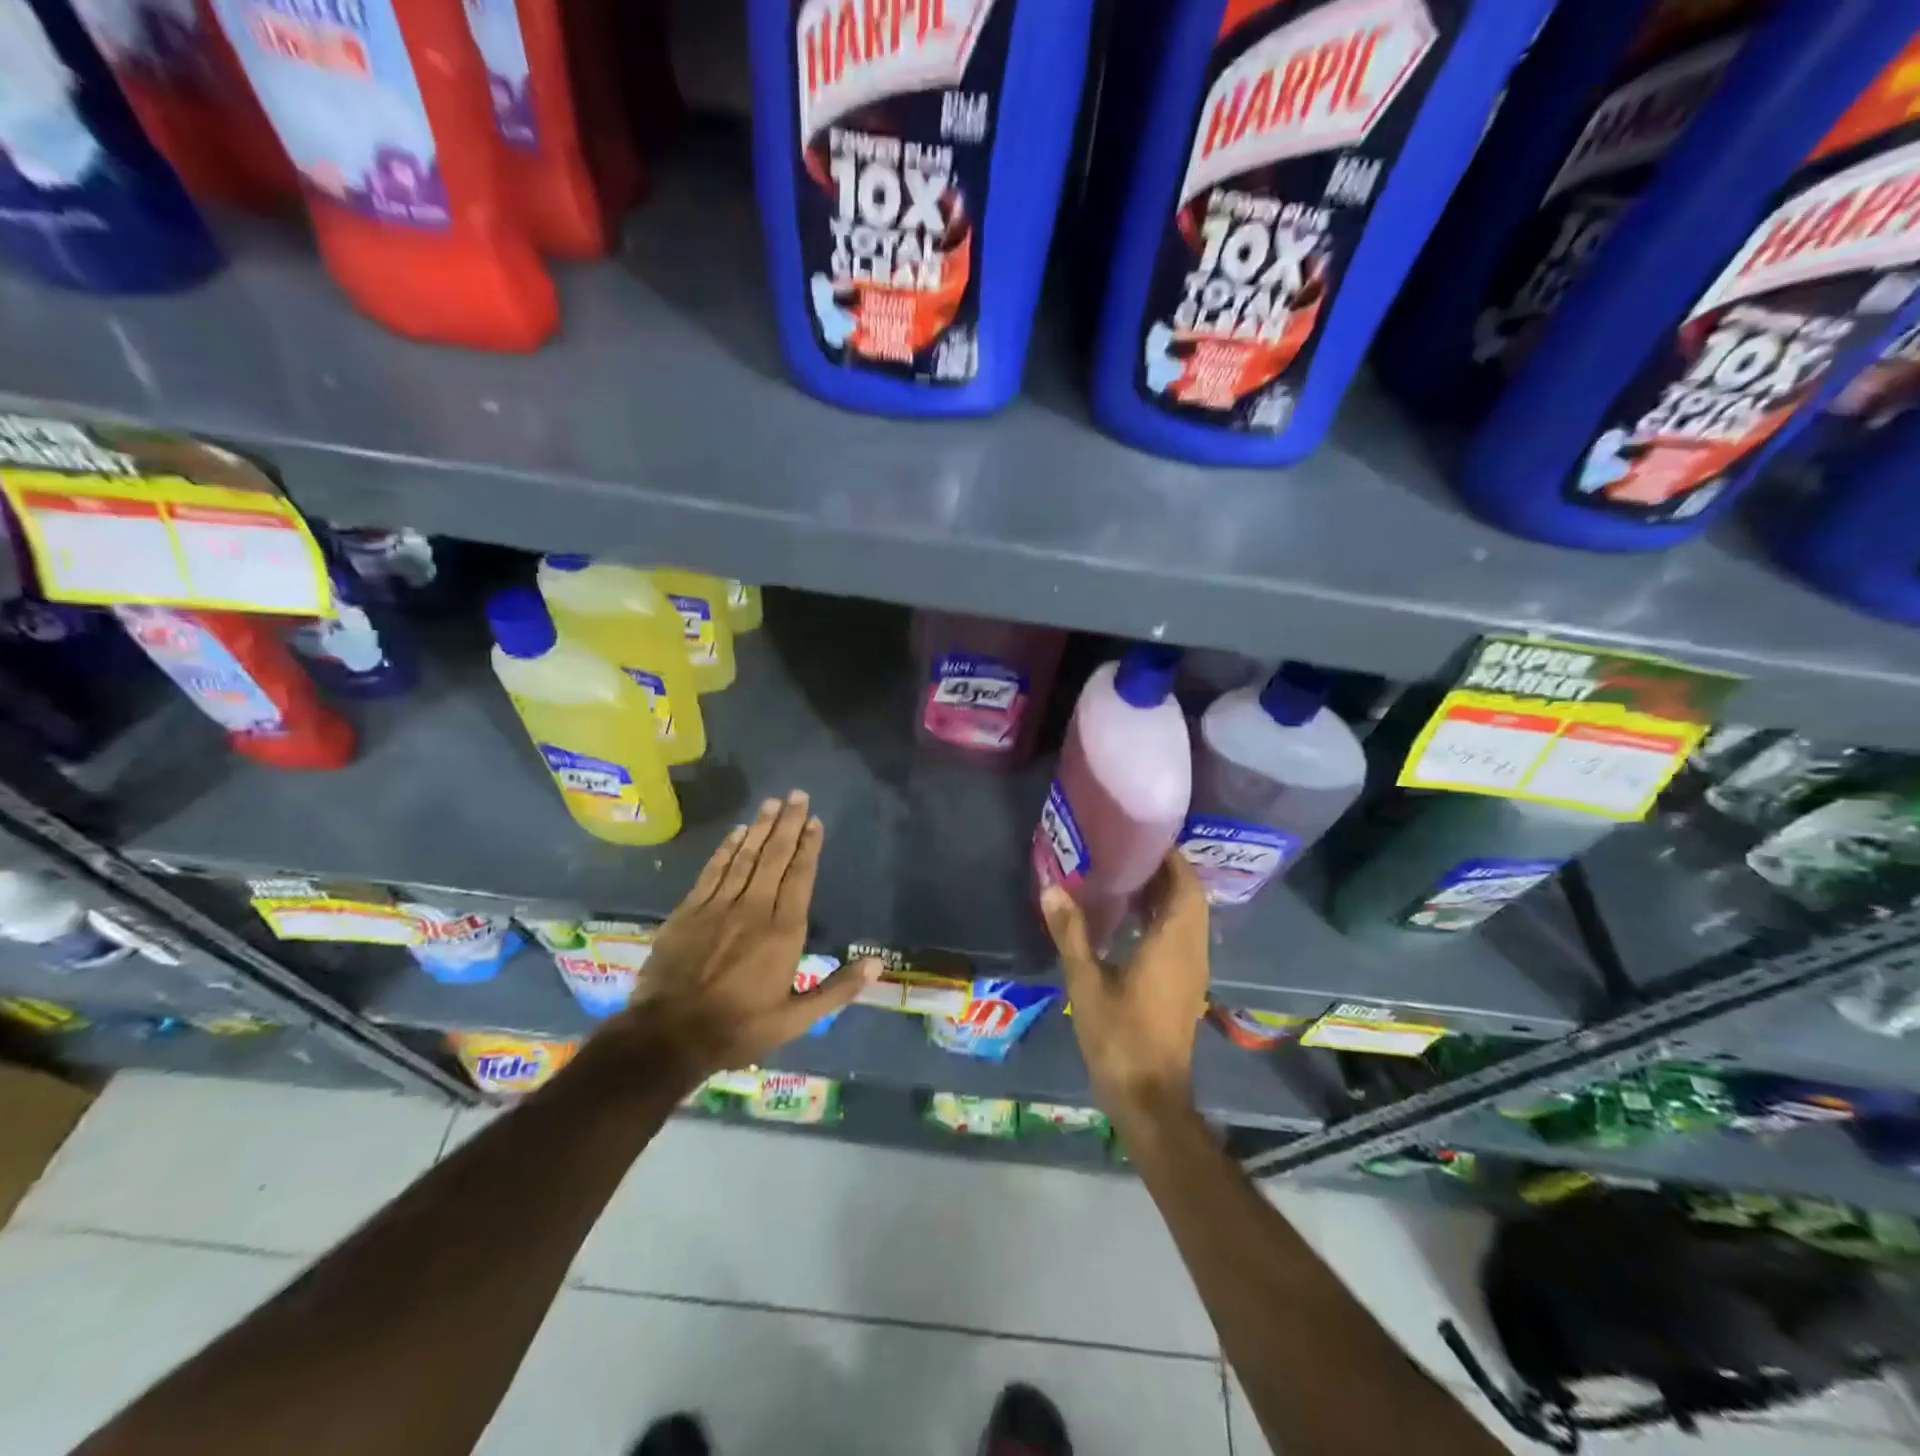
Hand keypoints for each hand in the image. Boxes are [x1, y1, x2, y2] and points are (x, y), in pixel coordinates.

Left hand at [610, 791, 879, 1087]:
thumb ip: (836, 990)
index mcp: (783, 932)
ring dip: (760, 828)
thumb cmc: (739, 1028)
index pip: (800, 877)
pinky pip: (713, 870)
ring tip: (773, 803)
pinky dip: (727, 849)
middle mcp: (754, 909)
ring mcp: (718, 906)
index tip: (815, 821)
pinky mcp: (689, 910)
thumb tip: (876, 965)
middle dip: (788, 824)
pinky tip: (737, 832)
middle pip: (775, 857)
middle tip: (797, 795)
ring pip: (745, 857)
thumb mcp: (795, 1020)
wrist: (668, 1036)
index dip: (809, 846)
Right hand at [1041, 851, 1210, 1116]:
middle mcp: (1192, 951)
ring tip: (1126, 875)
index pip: (1185, 885)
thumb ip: (1071, 933)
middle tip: (1128, 851)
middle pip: (1190, 897)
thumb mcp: (1086, 983)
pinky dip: (1164, 917)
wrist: (1150, 1097)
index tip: (1142, 835)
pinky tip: (1130, 918)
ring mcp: (1192, 970)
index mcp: (1173, 944)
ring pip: (1189, 917)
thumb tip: (1052, 888)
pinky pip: (1182, 935)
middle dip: (1167, 870)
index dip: (1171, 857)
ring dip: (1166, 893)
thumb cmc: (1119, 1037)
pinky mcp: (1185, 985)